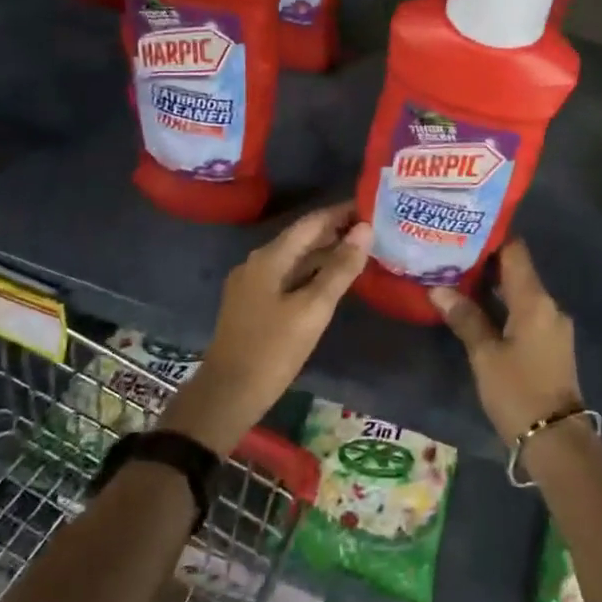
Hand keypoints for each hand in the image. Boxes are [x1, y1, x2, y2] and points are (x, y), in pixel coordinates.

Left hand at [159, 203, 370, 454]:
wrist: (227, 395)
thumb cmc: (272, 350)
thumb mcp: (313, 310)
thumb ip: (340, 269)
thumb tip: (365, 230)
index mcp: (269, 258)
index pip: (312, 222)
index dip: (342, 212)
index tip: (373, 206)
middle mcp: (258, 262)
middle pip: (303, 238)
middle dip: (336, 231)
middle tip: (375, 229)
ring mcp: (252, 283)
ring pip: (296, 258)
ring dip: (326, 253)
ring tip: (361, 251)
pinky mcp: (253, 303)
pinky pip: (288, 276)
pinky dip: (313, 272)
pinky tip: (333, 280)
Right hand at [428, 241, 581, 444]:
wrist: (556, 439)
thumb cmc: (518, 391)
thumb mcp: (485, 355)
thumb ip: (465, 318)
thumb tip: (438, 289)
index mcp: (535, 300)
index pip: (515, 252)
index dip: (490, 239)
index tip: (462, 232)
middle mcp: (548, 305)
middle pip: (517, 271)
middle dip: (485, 264)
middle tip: (449, 257)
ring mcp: (552, 325)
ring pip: (520, 294)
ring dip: (492, 288)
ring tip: (456, 281)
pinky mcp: (550, 344)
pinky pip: (525, 313)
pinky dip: (502, 307)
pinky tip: (477, 312)